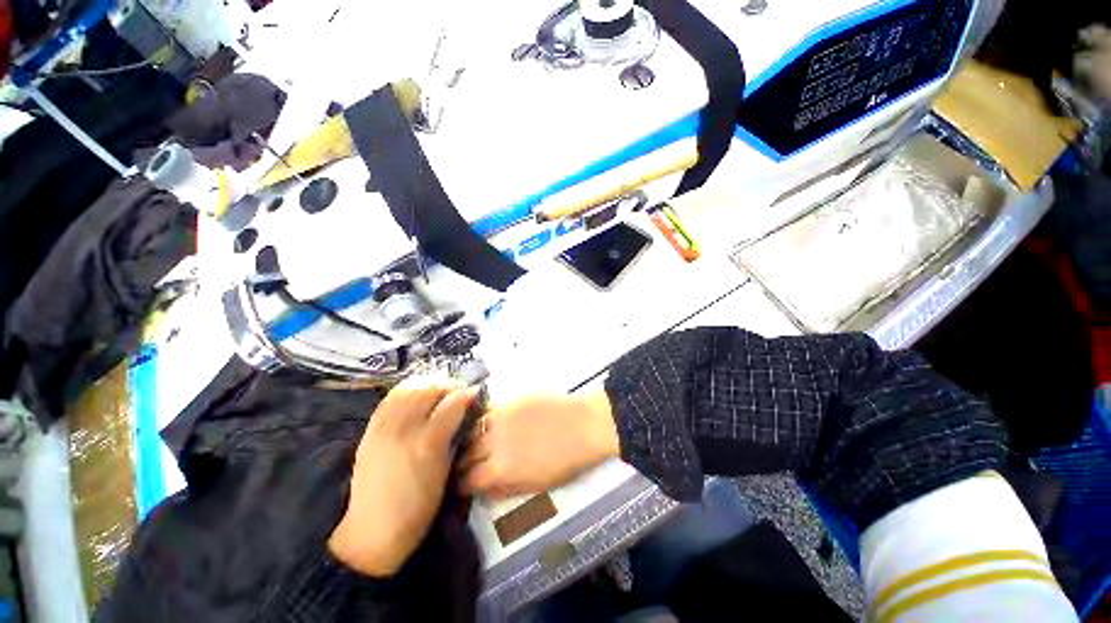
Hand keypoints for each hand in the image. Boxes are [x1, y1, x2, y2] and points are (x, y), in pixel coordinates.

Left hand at [328, 379, 478, 577]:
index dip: (467, 394)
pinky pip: (388, 400)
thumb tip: (464, 413)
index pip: (452, 404)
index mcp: (428, 443)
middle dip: (447, 385)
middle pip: (429, 390)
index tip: (475, 393)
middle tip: (457, 391)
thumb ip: (454, 437)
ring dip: (426, 384)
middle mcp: (404, 429)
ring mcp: (383, 428)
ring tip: (437, 391)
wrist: (373, 532)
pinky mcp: (369, 432)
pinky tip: (414, 395)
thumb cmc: (419, 507)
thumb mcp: (445, 473)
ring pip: (407, 390)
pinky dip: (405, 391)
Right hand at [460, 389, 619, 498]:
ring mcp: (501, 417)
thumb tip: (483, 490)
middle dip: (460, 462)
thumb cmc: (566, 461)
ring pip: (471, 428)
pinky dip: (480, 418)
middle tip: (462, 464)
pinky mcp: (510, 400)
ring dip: (467, 438)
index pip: (467, 481)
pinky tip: (484, 421)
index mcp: (501, 469)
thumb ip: (505, 488)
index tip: (461, 486)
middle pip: (464, 453)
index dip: (461, 486)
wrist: (585, 424)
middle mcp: (494, 441)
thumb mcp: (536, 485)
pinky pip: (487, 409)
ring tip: (468, 442)